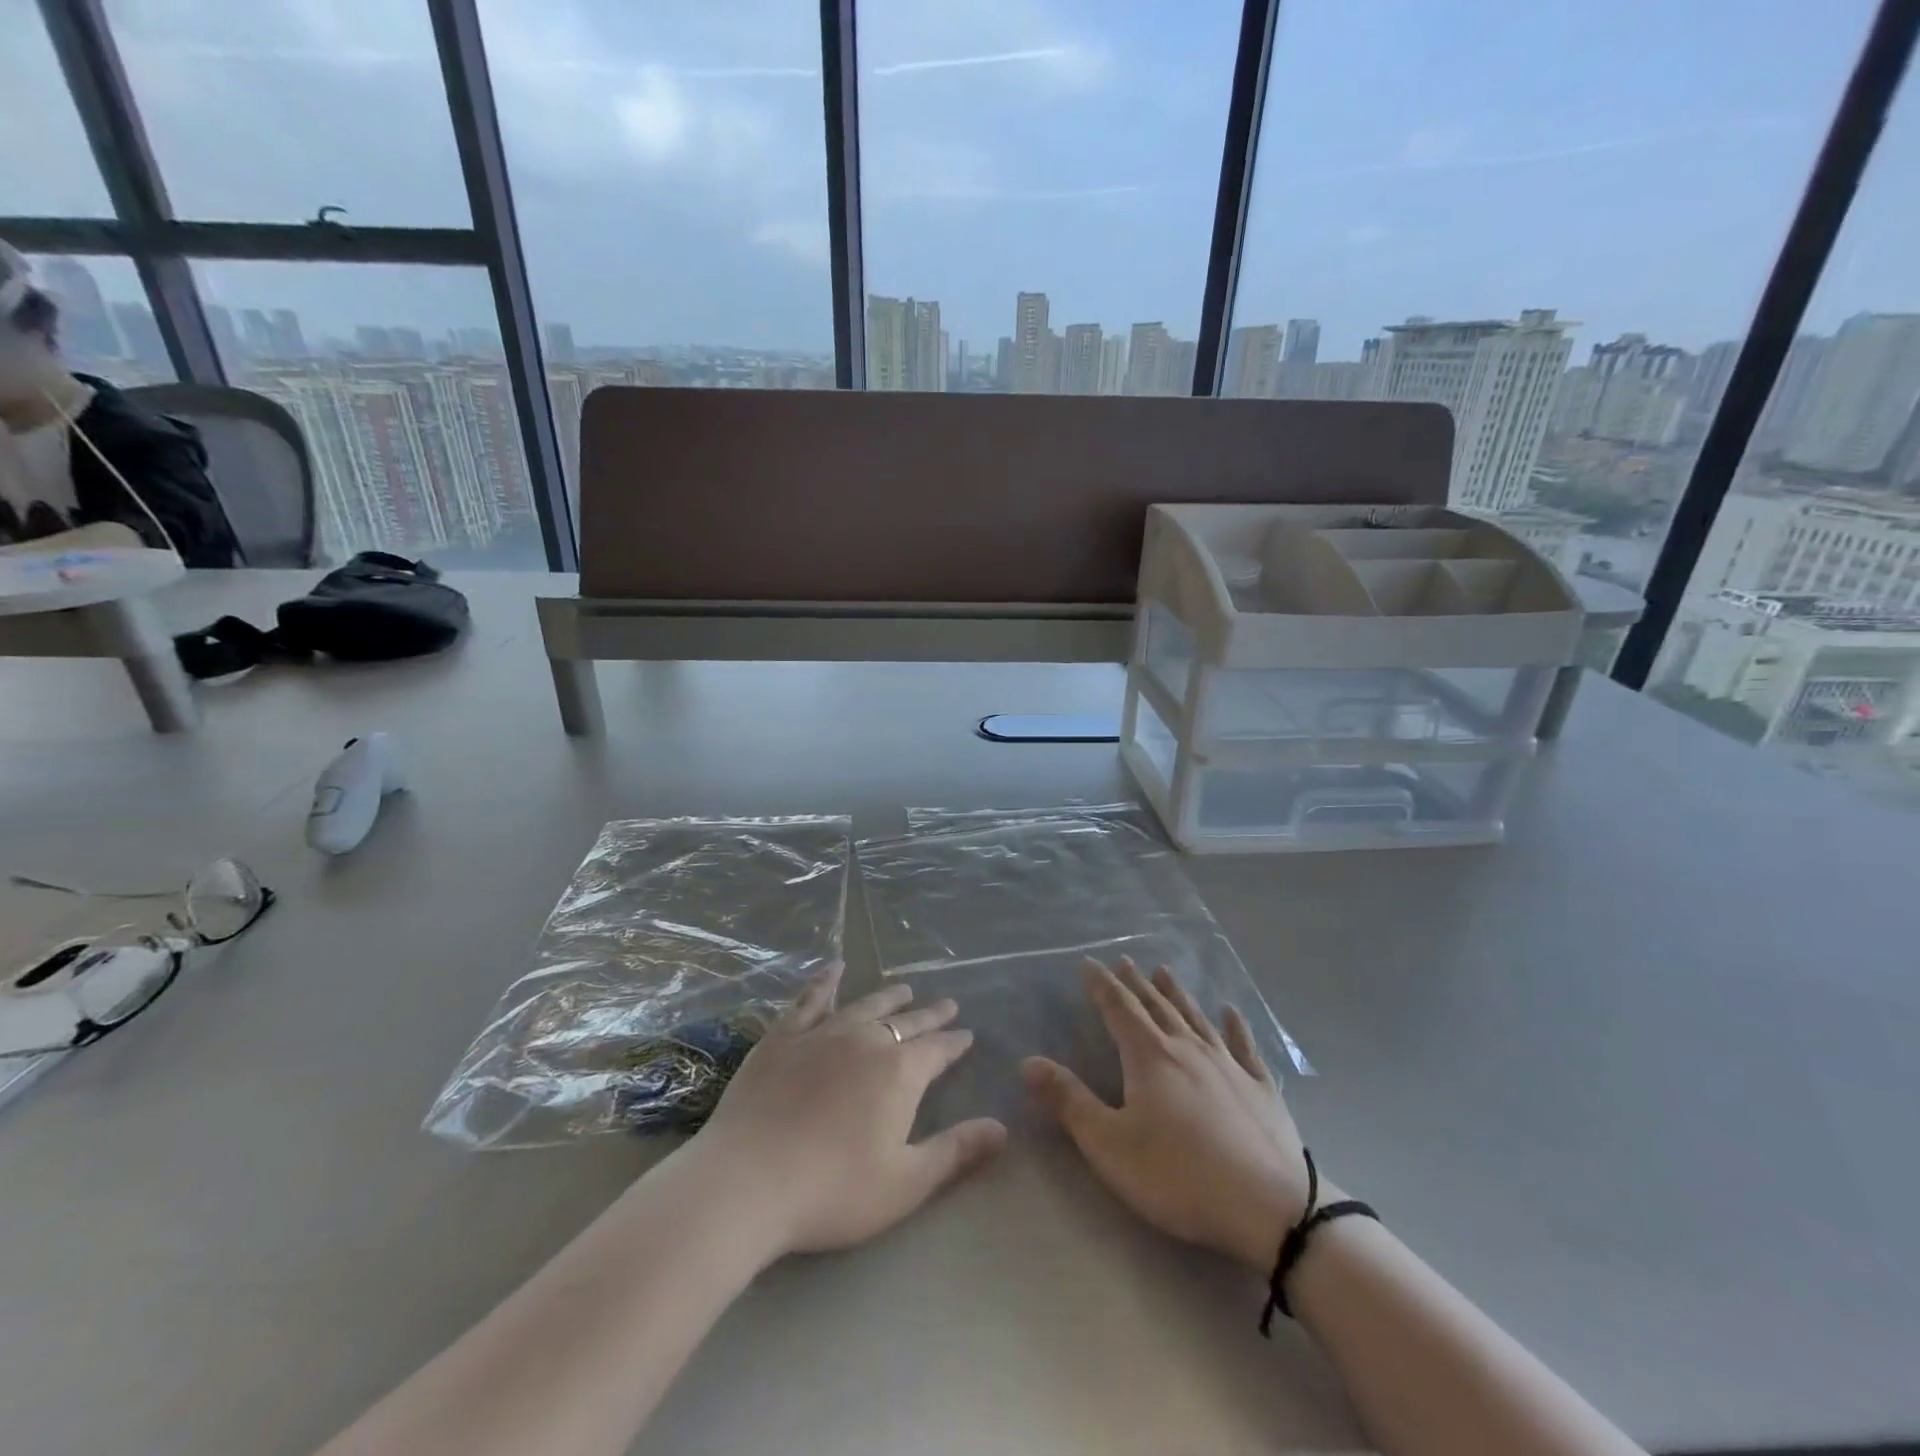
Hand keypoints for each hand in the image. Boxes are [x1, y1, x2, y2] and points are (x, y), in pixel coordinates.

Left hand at [694, 964, 1006, 1257]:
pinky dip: (825, 980)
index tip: (967, 1034)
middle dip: (930, 1015)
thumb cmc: (832, 1190)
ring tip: (904, 988)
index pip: (938, 1049)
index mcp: (900, 1072)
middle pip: (906, 1022)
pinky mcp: (783, 1036)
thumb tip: (1002, 1128)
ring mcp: (823, 1033)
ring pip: (866, 1005)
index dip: (955, 1043)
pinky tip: (833, 967)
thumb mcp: (905, 1183)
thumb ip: (956, 1152)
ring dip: (889, 996)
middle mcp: (867, 1040)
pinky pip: (810, 999)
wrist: (747, 1181)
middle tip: (947, 1004)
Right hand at [1023, 957, 1319, 1271]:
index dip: (1101, 985)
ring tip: (1165, 972)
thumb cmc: (1180, 1176)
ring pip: (1196, 1018)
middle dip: (1136, 984)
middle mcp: (1188, 1048)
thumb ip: (1069, 1101)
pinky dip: (1236, 1025)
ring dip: (1177, 994)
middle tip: (1124, 961)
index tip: (1088, 963)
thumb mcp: (1110, 1145)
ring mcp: (1229, 1065)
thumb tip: (1029, 1061)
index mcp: (1150, 1057)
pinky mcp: (1262, 1089)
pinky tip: (1231, 1010)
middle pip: (1156, 1007)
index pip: (1119, 1009)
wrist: (1272, 1209)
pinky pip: (1245, 1046)